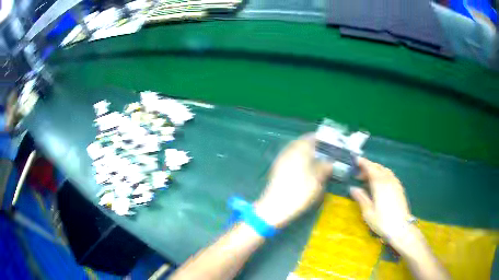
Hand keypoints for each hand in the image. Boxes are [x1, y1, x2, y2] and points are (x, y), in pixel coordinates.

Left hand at [254, 135, 332, 228]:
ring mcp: (281, 159)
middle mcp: (288, 151)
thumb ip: (325, 168)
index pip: (311, 137)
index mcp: (299, 150)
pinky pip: (291, 159)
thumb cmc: (299, 192)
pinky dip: (300, 160)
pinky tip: (306, 170)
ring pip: (296, 151)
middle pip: (302, 143)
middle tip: (326, 154)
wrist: (275, 207)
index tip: (331, 144)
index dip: (322, 139)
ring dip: (306, 153)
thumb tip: (330, 162)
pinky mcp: (277, 169)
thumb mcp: (317, 180)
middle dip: (314, 146)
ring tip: (318, 162)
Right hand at [350, 158, 411, 242]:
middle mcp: (388, 180)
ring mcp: (395, 183)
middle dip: (368, 166)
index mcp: (379, 184)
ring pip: (385, 170)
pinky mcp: (399, 188)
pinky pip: (390, 175)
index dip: (363, 163)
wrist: (401, 227)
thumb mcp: (368, 212)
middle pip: (378, 167)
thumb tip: (353, 188)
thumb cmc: (382, 221)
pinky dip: (383, 174)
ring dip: (376, 170)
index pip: (371, 168)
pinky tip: (380, 183)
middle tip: (359, 173)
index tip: (356, 160)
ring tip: (368, 177)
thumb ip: (361, 198)